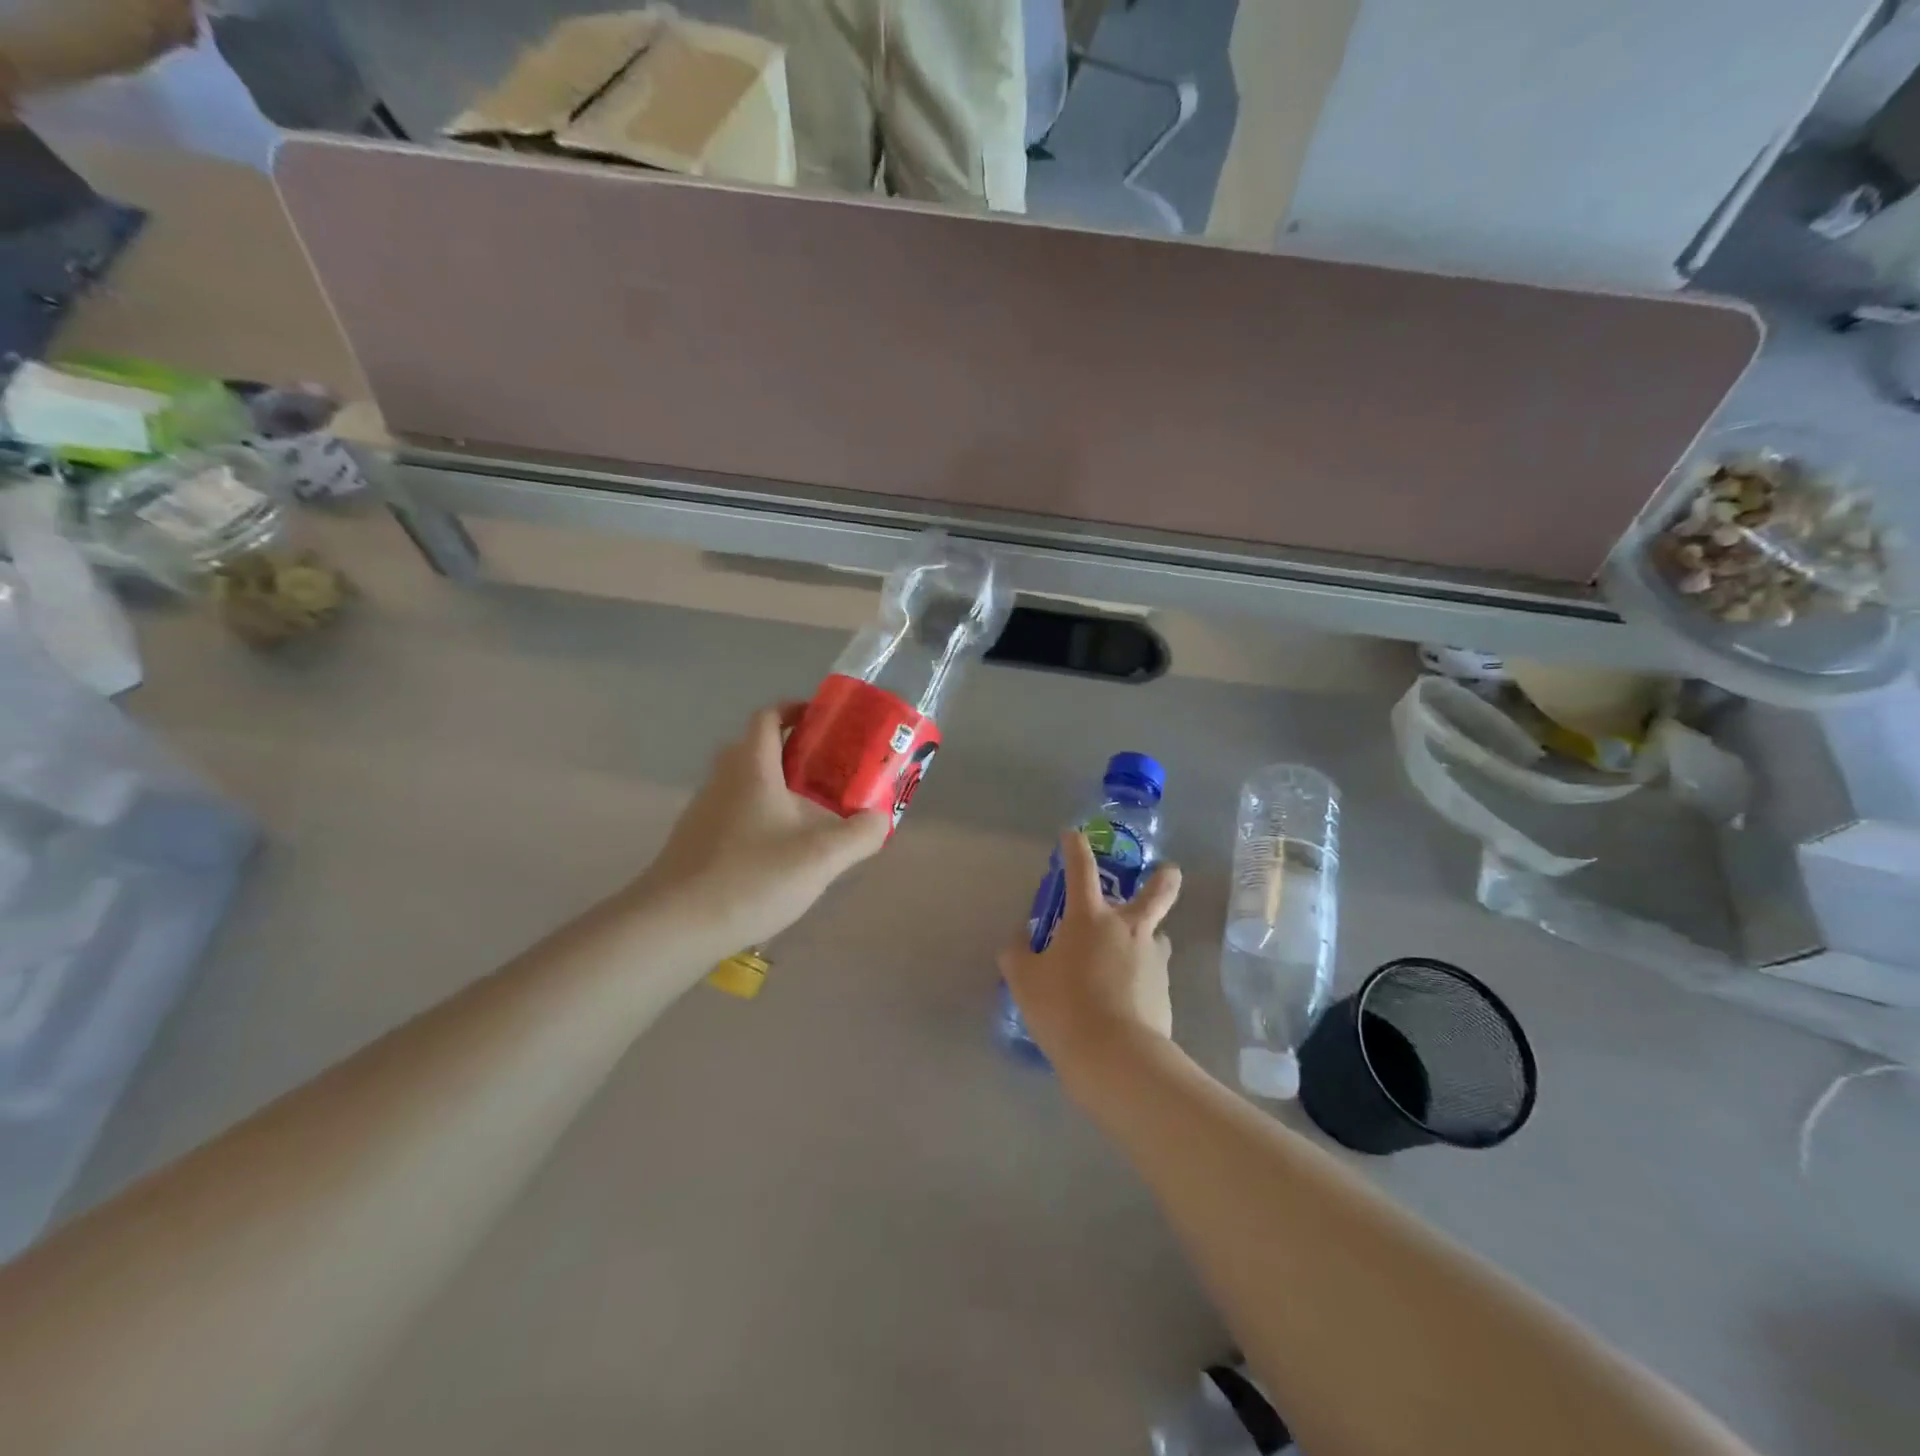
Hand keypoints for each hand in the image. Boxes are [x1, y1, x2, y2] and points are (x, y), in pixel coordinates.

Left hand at [635, 703, 891, 955]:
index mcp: (752, 768)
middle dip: (791, 752)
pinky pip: (732, 814)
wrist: (674, 926)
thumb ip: (860, 834)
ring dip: (774, 788)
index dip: (794, 710)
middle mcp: (722, 780)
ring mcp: (703, 812)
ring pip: (742, 783)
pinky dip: (757, 818)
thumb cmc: (751, 877)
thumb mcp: (821, 857)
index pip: (767, 717)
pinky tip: (777, 853)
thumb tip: (880, 818)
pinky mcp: (694, 843)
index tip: (823, 722)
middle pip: (755, 748)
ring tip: (810, 814)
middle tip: (826, 771)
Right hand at [997, 830, 1182, 1071]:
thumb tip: (1020, 939)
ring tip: (1130, 956)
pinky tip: (1125, 999)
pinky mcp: (1165, 991)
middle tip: (1167, 871)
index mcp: (1090, 918)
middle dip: (1164, 878)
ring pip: (1157, 936)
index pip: (1082, 870)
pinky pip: (1153, 974)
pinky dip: (1141, 978)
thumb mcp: (1024, 980)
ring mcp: (1153, 959)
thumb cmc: (1063, 1007)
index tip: (1072, 835)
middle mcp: (1128, 929)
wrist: (1115, 1056)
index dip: (1075, 848)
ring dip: (1147, 937)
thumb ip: (1018, 953)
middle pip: (1157, 892)